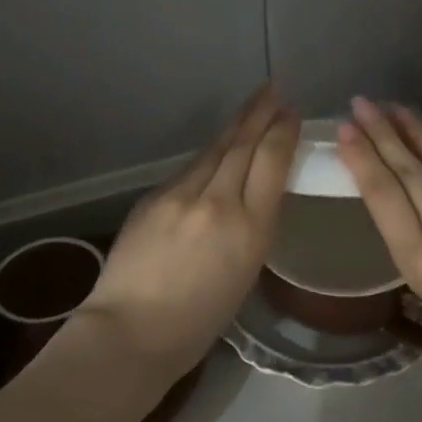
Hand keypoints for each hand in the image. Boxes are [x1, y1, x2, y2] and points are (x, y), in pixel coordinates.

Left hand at [79, 86, 299, 387]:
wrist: (131, 331)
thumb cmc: (198, 322)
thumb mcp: (245, 274)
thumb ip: (251, 228)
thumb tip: (250, 196)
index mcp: (250, 229)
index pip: (271, 163)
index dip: (282, 132)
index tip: (290, 113)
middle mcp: (217, 202)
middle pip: (242, 145)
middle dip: (260, 114)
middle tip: (273, 90)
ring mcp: (180, 196)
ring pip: (214, 151)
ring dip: (235, 126)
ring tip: (251, 107)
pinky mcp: (153, 197)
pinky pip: (189, 170)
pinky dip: (208, 157)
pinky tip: (215, 151)